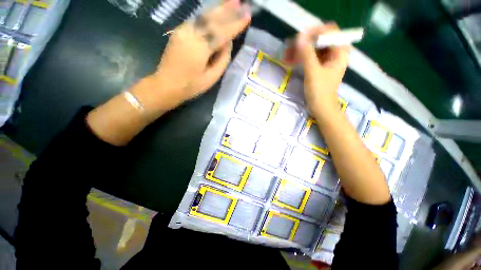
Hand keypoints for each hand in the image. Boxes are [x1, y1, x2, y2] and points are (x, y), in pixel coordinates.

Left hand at [148, 0, 250, 108]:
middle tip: (241, 3)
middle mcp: (191, 34)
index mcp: (200, 48)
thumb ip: (222, 59)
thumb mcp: (212, 78)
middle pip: (212, 18)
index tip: (247, 16)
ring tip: (232, 1)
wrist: (166, 85)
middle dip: (228, 10)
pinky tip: (216, 12)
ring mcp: (183, 30)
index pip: (222, 32)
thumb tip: (228, 43)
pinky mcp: (179, 32)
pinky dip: (208, 15)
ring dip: (219, 8)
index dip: (235, 24)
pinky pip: (197, 20)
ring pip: (204, 16)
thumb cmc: (191, 86)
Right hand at [294, 24, 349, 115]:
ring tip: (286, 56)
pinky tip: (290, 61)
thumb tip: (299, 36)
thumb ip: (307, 54)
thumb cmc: (320, 91)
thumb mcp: (313, 72)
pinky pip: (309, 57)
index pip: (329, 32)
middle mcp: (334, 53)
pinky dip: (300, 58)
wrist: (321, 108)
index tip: (300, 37)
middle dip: (303, 43)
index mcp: (339, 52)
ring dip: (299, 51)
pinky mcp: (319, 67)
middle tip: (289, 48)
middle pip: (319, 40)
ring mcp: (326, 60)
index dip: (315, 32)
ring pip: (312, 49)